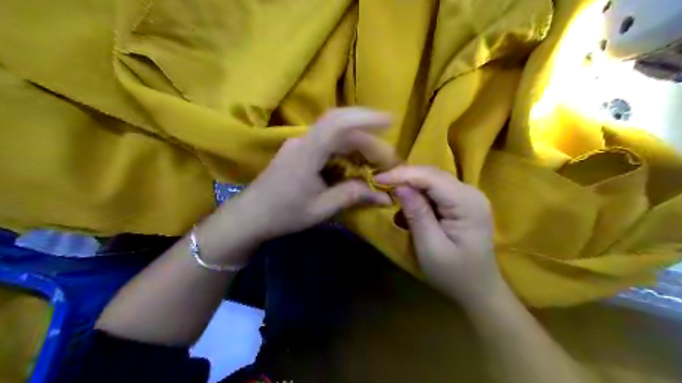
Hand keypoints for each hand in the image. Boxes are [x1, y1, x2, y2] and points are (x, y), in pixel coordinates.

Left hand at [218, 107, 400, 244]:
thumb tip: (384, 195)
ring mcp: (299, 144)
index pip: (337, 123)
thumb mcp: (321, 208)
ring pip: (335, 134)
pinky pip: (327, 143)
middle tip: (388, 159)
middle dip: (369, 138)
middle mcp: (303, 141)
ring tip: (377, 160)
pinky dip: (346, 149)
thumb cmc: (283, 214)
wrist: (249, 216)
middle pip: (341, 127)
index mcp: (307, 153)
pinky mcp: (299, 151)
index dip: (365, 117)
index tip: (390, 121)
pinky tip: (356, 162)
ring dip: (358, 143)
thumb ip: (352, 195)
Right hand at [376, 166, 501, 305]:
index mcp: (467, 203)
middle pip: (433, 174)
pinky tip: (407, 200)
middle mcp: (471, 192)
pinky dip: (419, 192)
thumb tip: (399, 186)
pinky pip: (437, 189)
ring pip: (434, 179)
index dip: (403, 174)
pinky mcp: (463, 202)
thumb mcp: (430, 248)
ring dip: (411, 183)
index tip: (377, 178)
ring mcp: (469, 196)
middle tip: (379, 183)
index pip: (431, 177)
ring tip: (389, 190)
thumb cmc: (454, 275)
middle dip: (405, 176)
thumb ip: (417, 214)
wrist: (479, 290)